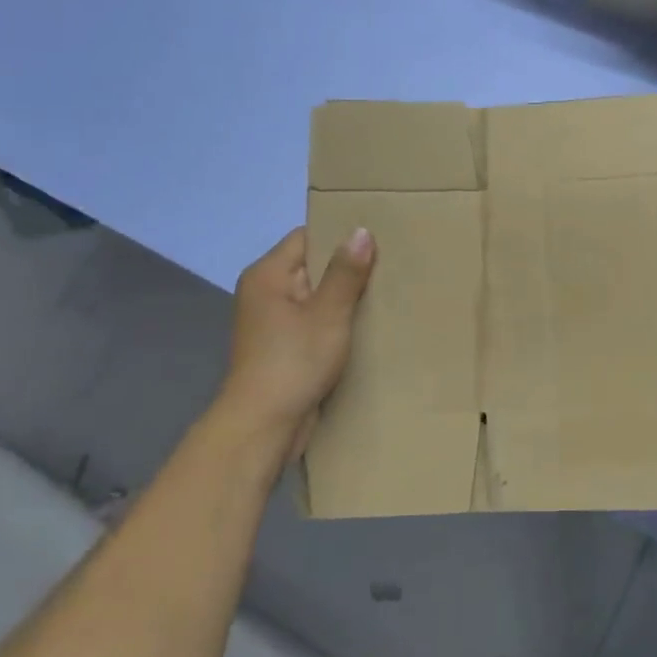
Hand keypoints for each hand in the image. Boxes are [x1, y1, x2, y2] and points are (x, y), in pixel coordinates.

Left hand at [218, 226, 374, 447]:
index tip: (379, 237)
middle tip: (392, 265)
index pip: (307, 237)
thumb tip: (361, 231)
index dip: (340, 235)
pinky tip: (368, 326)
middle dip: (348, 269)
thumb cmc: (293, 362)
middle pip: (313, 267)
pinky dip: (338, 323)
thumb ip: (345, 273)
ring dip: (346, 299)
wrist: (264, 426)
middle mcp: (266, 293)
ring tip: (387, 294)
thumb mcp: (327, 314)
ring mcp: (274, 322)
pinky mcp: (285, 348)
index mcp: (267, 275)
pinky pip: (316, 323)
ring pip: (317, 297)